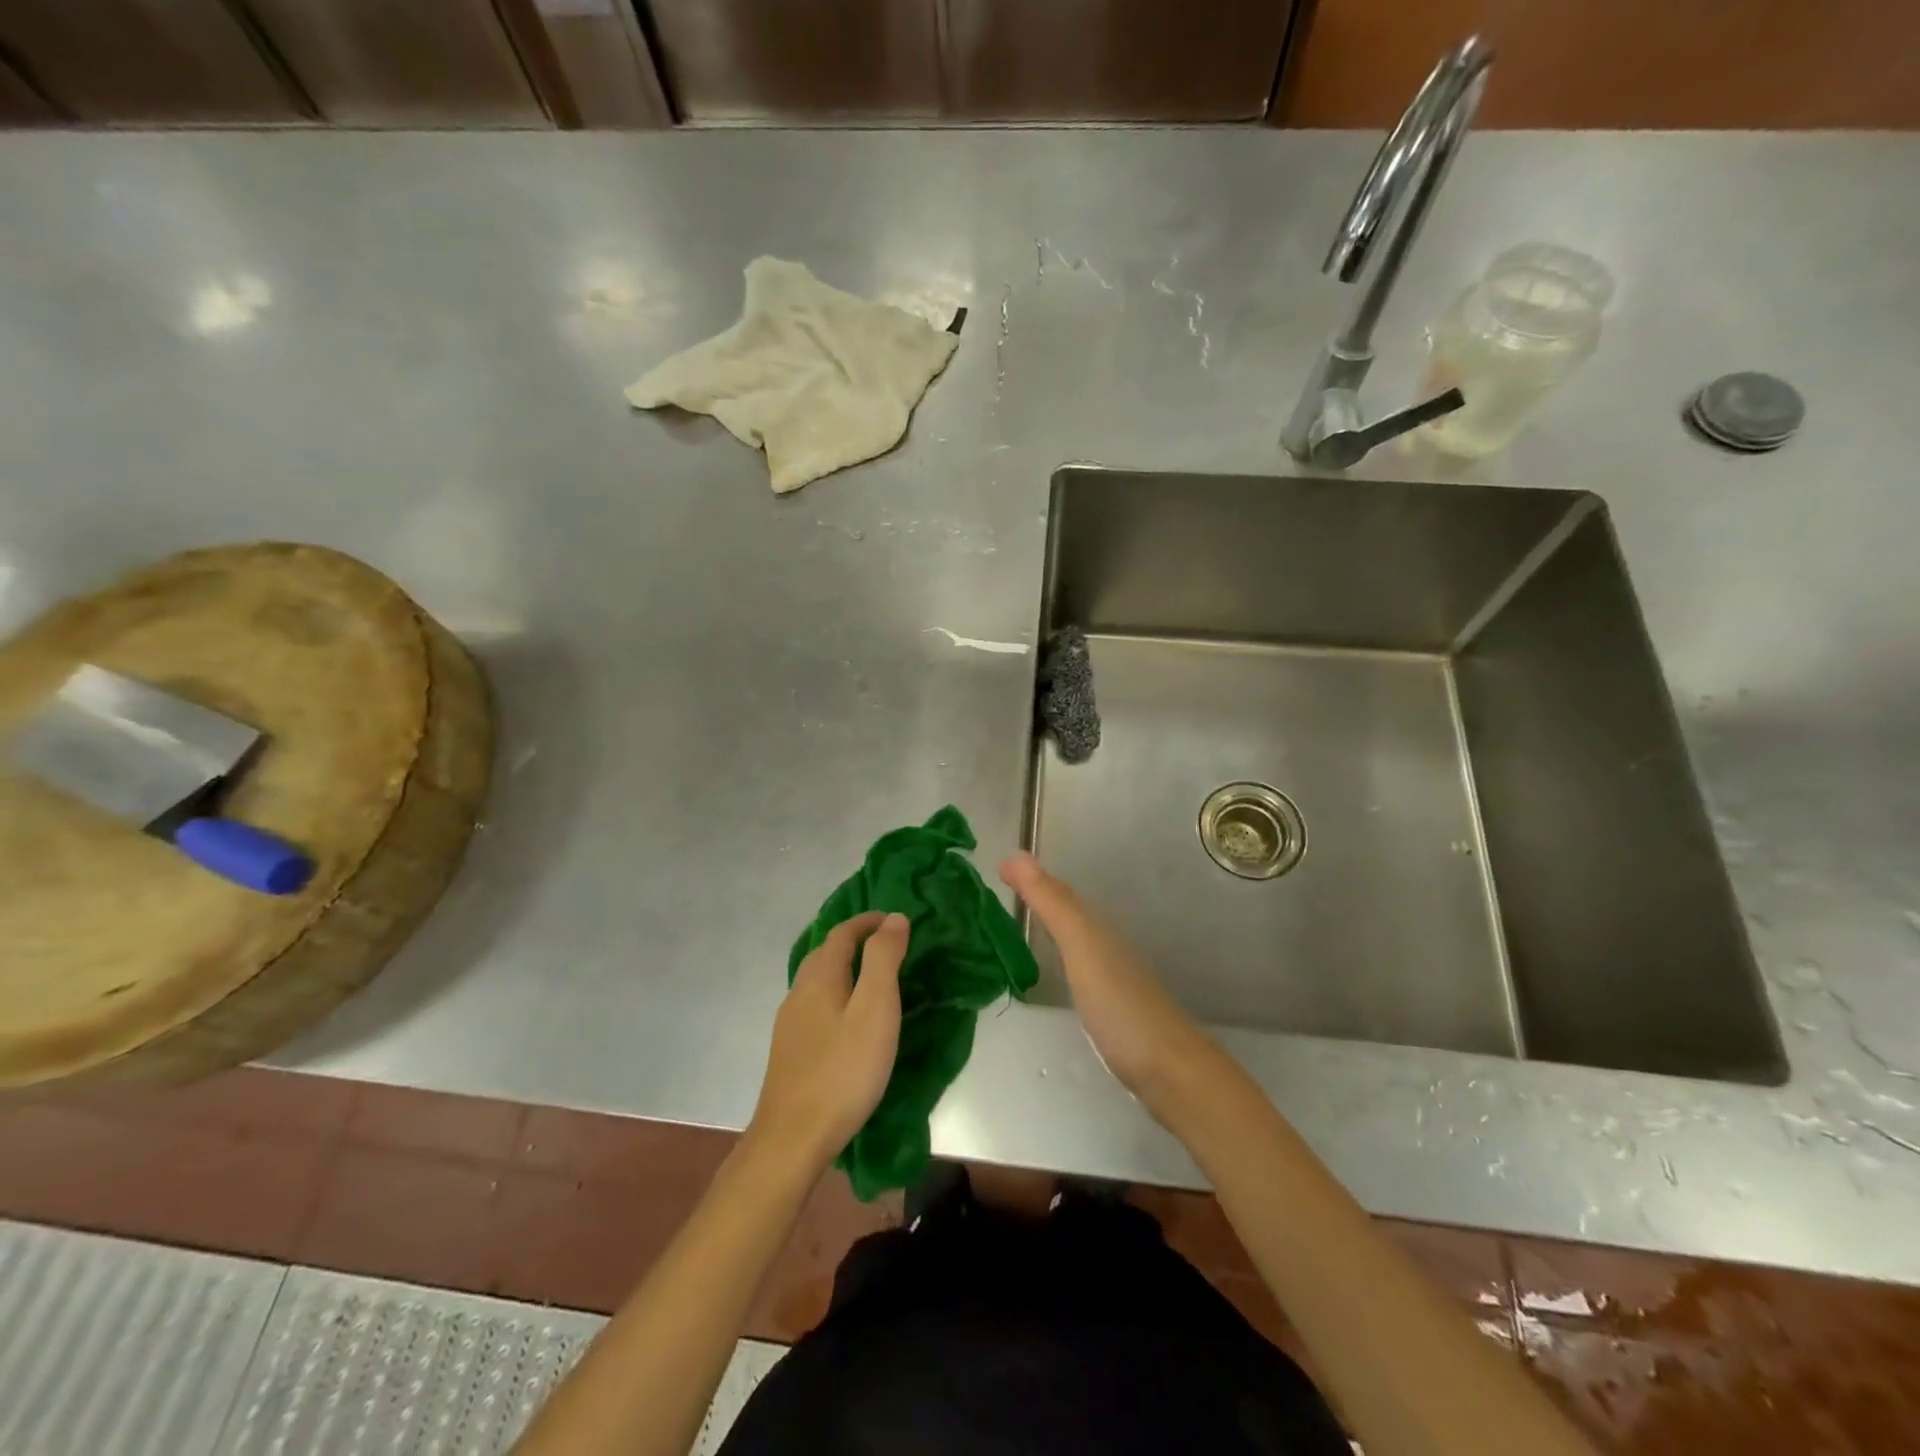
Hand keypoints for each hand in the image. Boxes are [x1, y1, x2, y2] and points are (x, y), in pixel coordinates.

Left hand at [749, 912, 907, 1171]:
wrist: (793, 1138)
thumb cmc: (843, 1070)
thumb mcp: (875, 1009)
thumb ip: (884, 959)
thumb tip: (893, 918)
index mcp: (820, 977)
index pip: (842, 933)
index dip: (867, 921)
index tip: (894, 920)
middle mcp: (799, 992)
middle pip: (825, 953)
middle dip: (854, 942)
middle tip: (888, 947)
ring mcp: (790, 1024)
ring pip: (817, 981)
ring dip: (844, 970)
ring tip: (873, 982)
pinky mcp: (790, 1051)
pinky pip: (814, 1006)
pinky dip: (836, 996)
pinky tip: (848, 1022)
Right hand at [999, 853, 1220, 1118]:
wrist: (1171, 1071)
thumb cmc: (1120, 1006)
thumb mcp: (1081, 947)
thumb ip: (1051, 903)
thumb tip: (1015, 854)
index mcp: (1097, 930)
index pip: (1060, 893)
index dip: (1032, 879)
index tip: (998, 867)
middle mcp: (1106, 947)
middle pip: (1070, 914)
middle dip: (1040, 899)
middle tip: (1001, 891)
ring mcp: (1113, 980)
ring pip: (1077, 941)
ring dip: (1051, 928)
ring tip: (1018, 927)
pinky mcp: (1114, 1011)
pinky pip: (1081, 970)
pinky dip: (1062, 960)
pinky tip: (1055, 975)